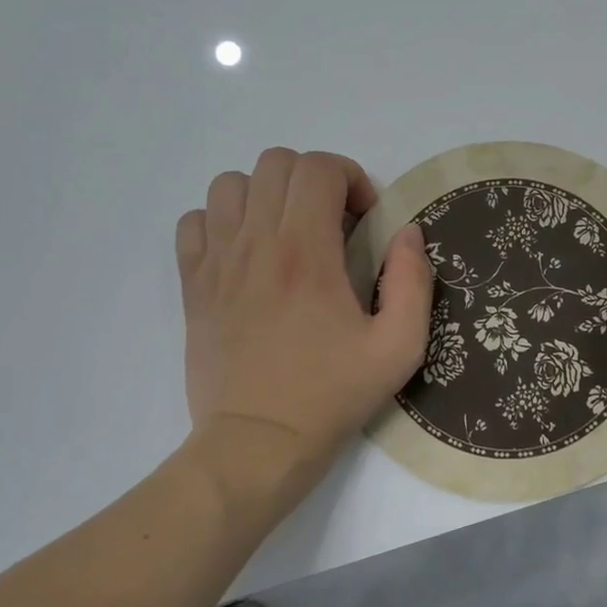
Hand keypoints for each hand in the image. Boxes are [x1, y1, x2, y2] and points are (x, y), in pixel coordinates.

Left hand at [175, 149, 432, 497]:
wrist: (258, 443)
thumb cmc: (332, 395)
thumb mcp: (398, 347)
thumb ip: (412, 281)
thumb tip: (407, 232)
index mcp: (306, 251)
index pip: (319, 168)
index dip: (350, 178)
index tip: (363, 219)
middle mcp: (256, 243)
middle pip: (276, 163)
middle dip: (313, 180)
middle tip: (331, 222)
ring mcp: (217, 261)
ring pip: (230, 184)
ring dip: (265, 195)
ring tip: (285, 231)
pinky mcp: (193, 284)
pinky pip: (194, 221)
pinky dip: (220, 221)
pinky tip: (244, 252)